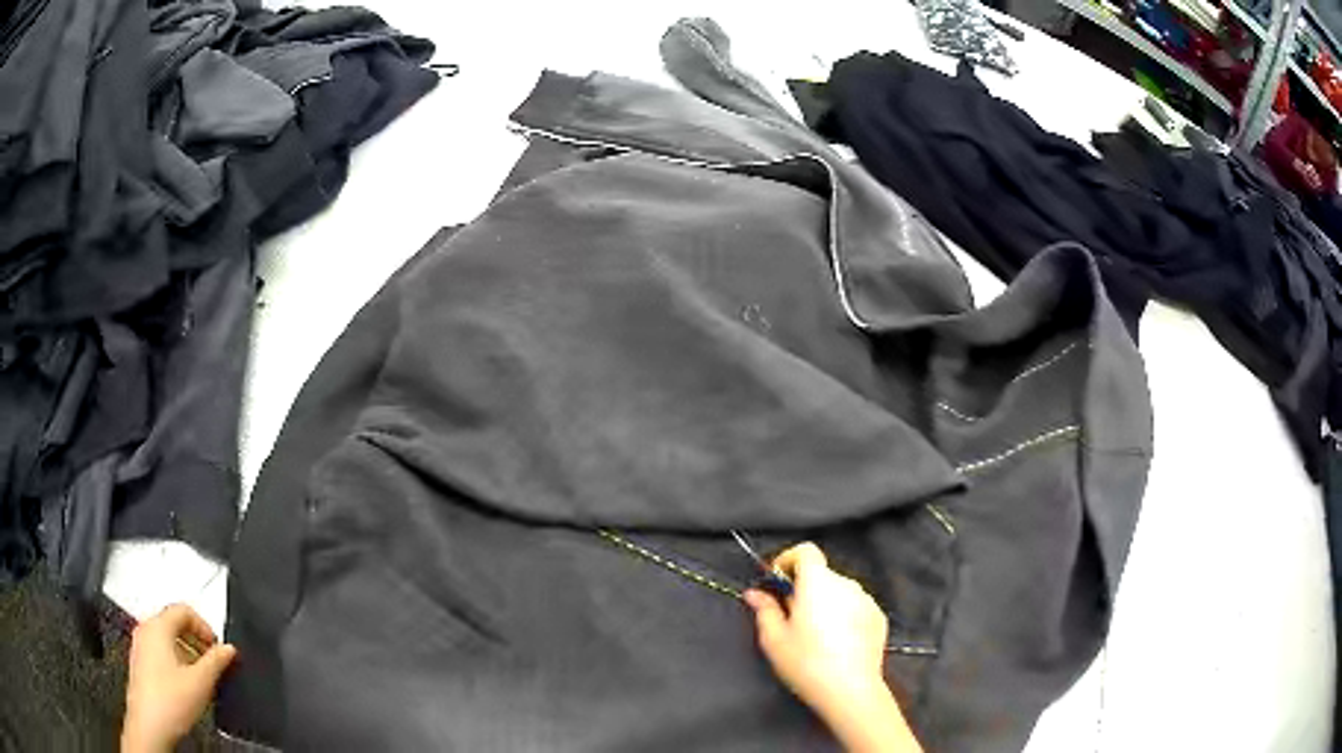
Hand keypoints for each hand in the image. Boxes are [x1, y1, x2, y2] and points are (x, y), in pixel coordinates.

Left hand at [122, 604, 236, 752]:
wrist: (150, 724)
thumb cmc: (168, 701)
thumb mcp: (201, 682)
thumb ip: (216, 662)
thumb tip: (228, 650)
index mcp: (157, 626)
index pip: (183, 610)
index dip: (204, 626)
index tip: (217, 646)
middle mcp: (145, 630)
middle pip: (173, 623)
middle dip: (196, 640)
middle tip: (212, 660)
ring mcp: (140, 647)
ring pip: (166, 639)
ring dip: (187, 652)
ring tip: (202, 675)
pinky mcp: (140, 664)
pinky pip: (159, 653)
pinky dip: (176, 662)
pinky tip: (186, 685)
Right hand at [744, 543, 920, 752]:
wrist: (850, 689)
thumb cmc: (806, 662)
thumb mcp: (774, 639)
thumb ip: (764, 610)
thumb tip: (755, 593)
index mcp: (818, 582)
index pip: (806, 550)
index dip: (788, 560)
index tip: (777, 582)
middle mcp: (845, 583)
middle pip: (821, 574)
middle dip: (804, 588)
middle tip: (790, 616)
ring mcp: (866, 600)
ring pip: (839, 592)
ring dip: (825, 602)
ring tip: (814, 634)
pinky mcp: (879, 617)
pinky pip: (855, 607)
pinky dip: (843, 615)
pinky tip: (836, 643)